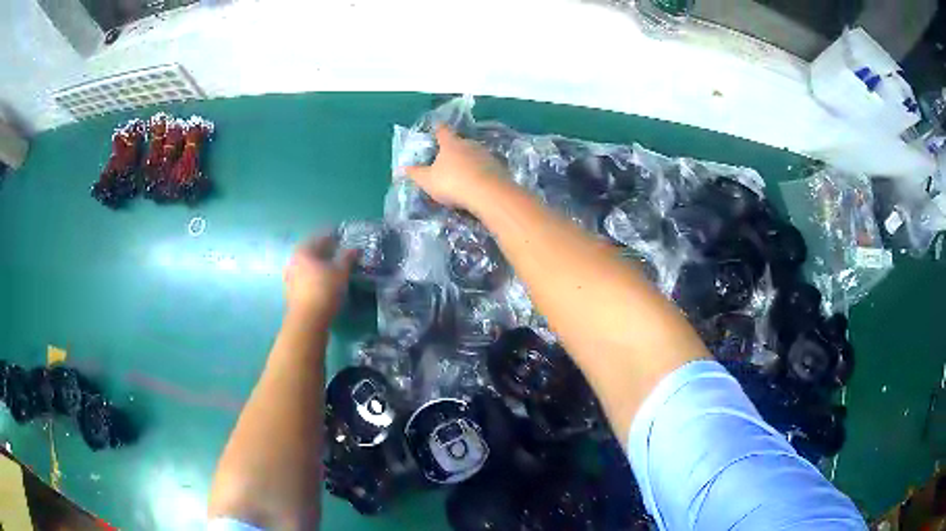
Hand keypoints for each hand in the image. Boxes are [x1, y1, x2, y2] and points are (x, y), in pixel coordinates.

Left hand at [283, 235, 356, 321]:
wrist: (308, 320)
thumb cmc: (324, 290)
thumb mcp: (340, 272)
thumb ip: (347, 258)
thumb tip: (354, 248)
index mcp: (303, 250)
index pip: (320, 237)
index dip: (333, 235)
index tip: (342, 235)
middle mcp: (293, 261)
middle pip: (312, 252)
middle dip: (325, 251)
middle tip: (339, 251)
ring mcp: (290, 278)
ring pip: (308, 266)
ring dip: (320, 265)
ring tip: (334, 268)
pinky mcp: (292, 292)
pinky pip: (306, 279)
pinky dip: (315, 277)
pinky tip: (325, 282)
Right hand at [403, 125, 510, 209]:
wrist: (489, 194)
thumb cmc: (453, 183)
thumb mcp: (428, 181)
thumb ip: (416, 174)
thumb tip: (402, 168)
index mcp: (451, 144)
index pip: (443, 131)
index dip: (438, 129)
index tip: (437, 127)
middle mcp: (470, 144)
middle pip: (460, 142)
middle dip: (454, 148)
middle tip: (448, 158)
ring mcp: (486, 155)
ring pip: (475, 154)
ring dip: (469, 161)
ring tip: (463, 172)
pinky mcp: (498, 167)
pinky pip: (486, 167)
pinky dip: (481, 172)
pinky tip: (478, 182)